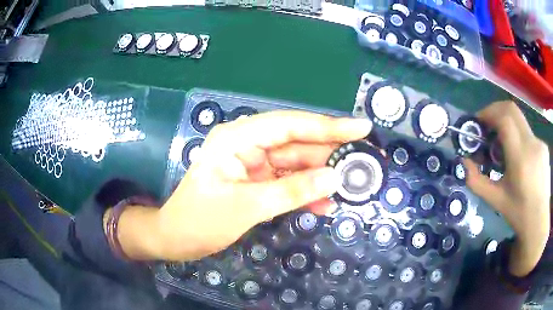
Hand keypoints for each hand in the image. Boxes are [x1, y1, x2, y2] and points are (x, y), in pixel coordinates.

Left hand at [116, 111, 371, 260]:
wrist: (176, 238)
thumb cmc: (200, 221)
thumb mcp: (247, 206)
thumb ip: (292, 191)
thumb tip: (335, 178)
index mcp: (238, 137)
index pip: (290, 125)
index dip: (328, 126)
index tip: (362, 129)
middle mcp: (247, 142)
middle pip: (297, 143)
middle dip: (330, 154)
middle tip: (363, 164)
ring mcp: (252, 161)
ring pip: (296, 163)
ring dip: (321, 176)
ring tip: (350, 187)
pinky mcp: (256, 179)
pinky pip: (287, 180)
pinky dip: (306, 191)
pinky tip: (324, 203)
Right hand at [464, 101, 550, 276]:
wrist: (539, 222)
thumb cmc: (518, 214)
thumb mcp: (495, 201)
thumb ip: (476, 181)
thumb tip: (464, 161)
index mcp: (520, 159)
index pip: (504, 118)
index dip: (488, 113)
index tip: (478, 123)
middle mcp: (532, 144)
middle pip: (512, 109)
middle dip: (495, 111)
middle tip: (486, 126)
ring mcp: (539, 143)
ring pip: (519, 119)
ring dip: (506, 124)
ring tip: (501, 145)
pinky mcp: (543, 145)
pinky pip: (527, 131)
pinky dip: (517, 135)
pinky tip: (517, 155)